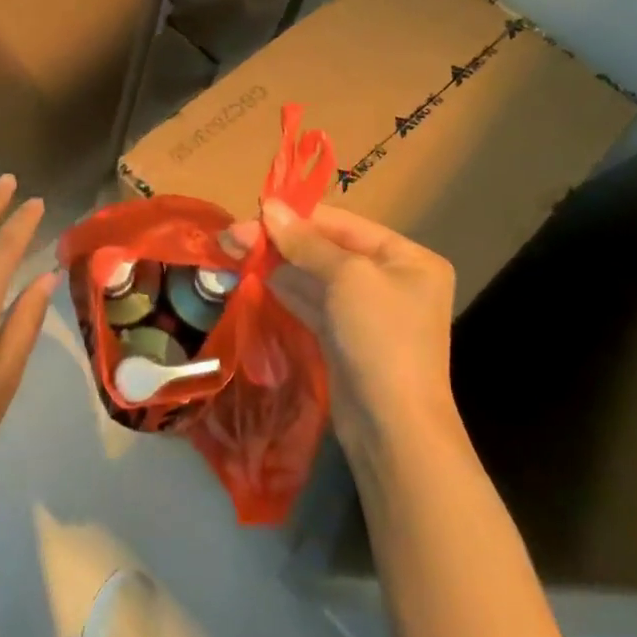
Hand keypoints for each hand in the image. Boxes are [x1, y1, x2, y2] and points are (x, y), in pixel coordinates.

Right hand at [226, 201, 457, 457]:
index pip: (342, 223)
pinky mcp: (344, 337)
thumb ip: (305, 241)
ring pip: (313, 276)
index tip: (252, 211)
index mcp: (405, 257)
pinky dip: (283, 288)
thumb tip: (269, 207)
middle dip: (280, 241)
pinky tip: (253, 276)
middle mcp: (389, 279)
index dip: (296, 216)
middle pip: (325, 248)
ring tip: (232, 250)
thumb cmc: (380, 338)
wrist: (393, 429)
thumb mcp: (346, 277)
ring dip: (275, 263)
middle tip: (231, 236)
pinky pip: (311, 302)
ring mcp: (366, 311)